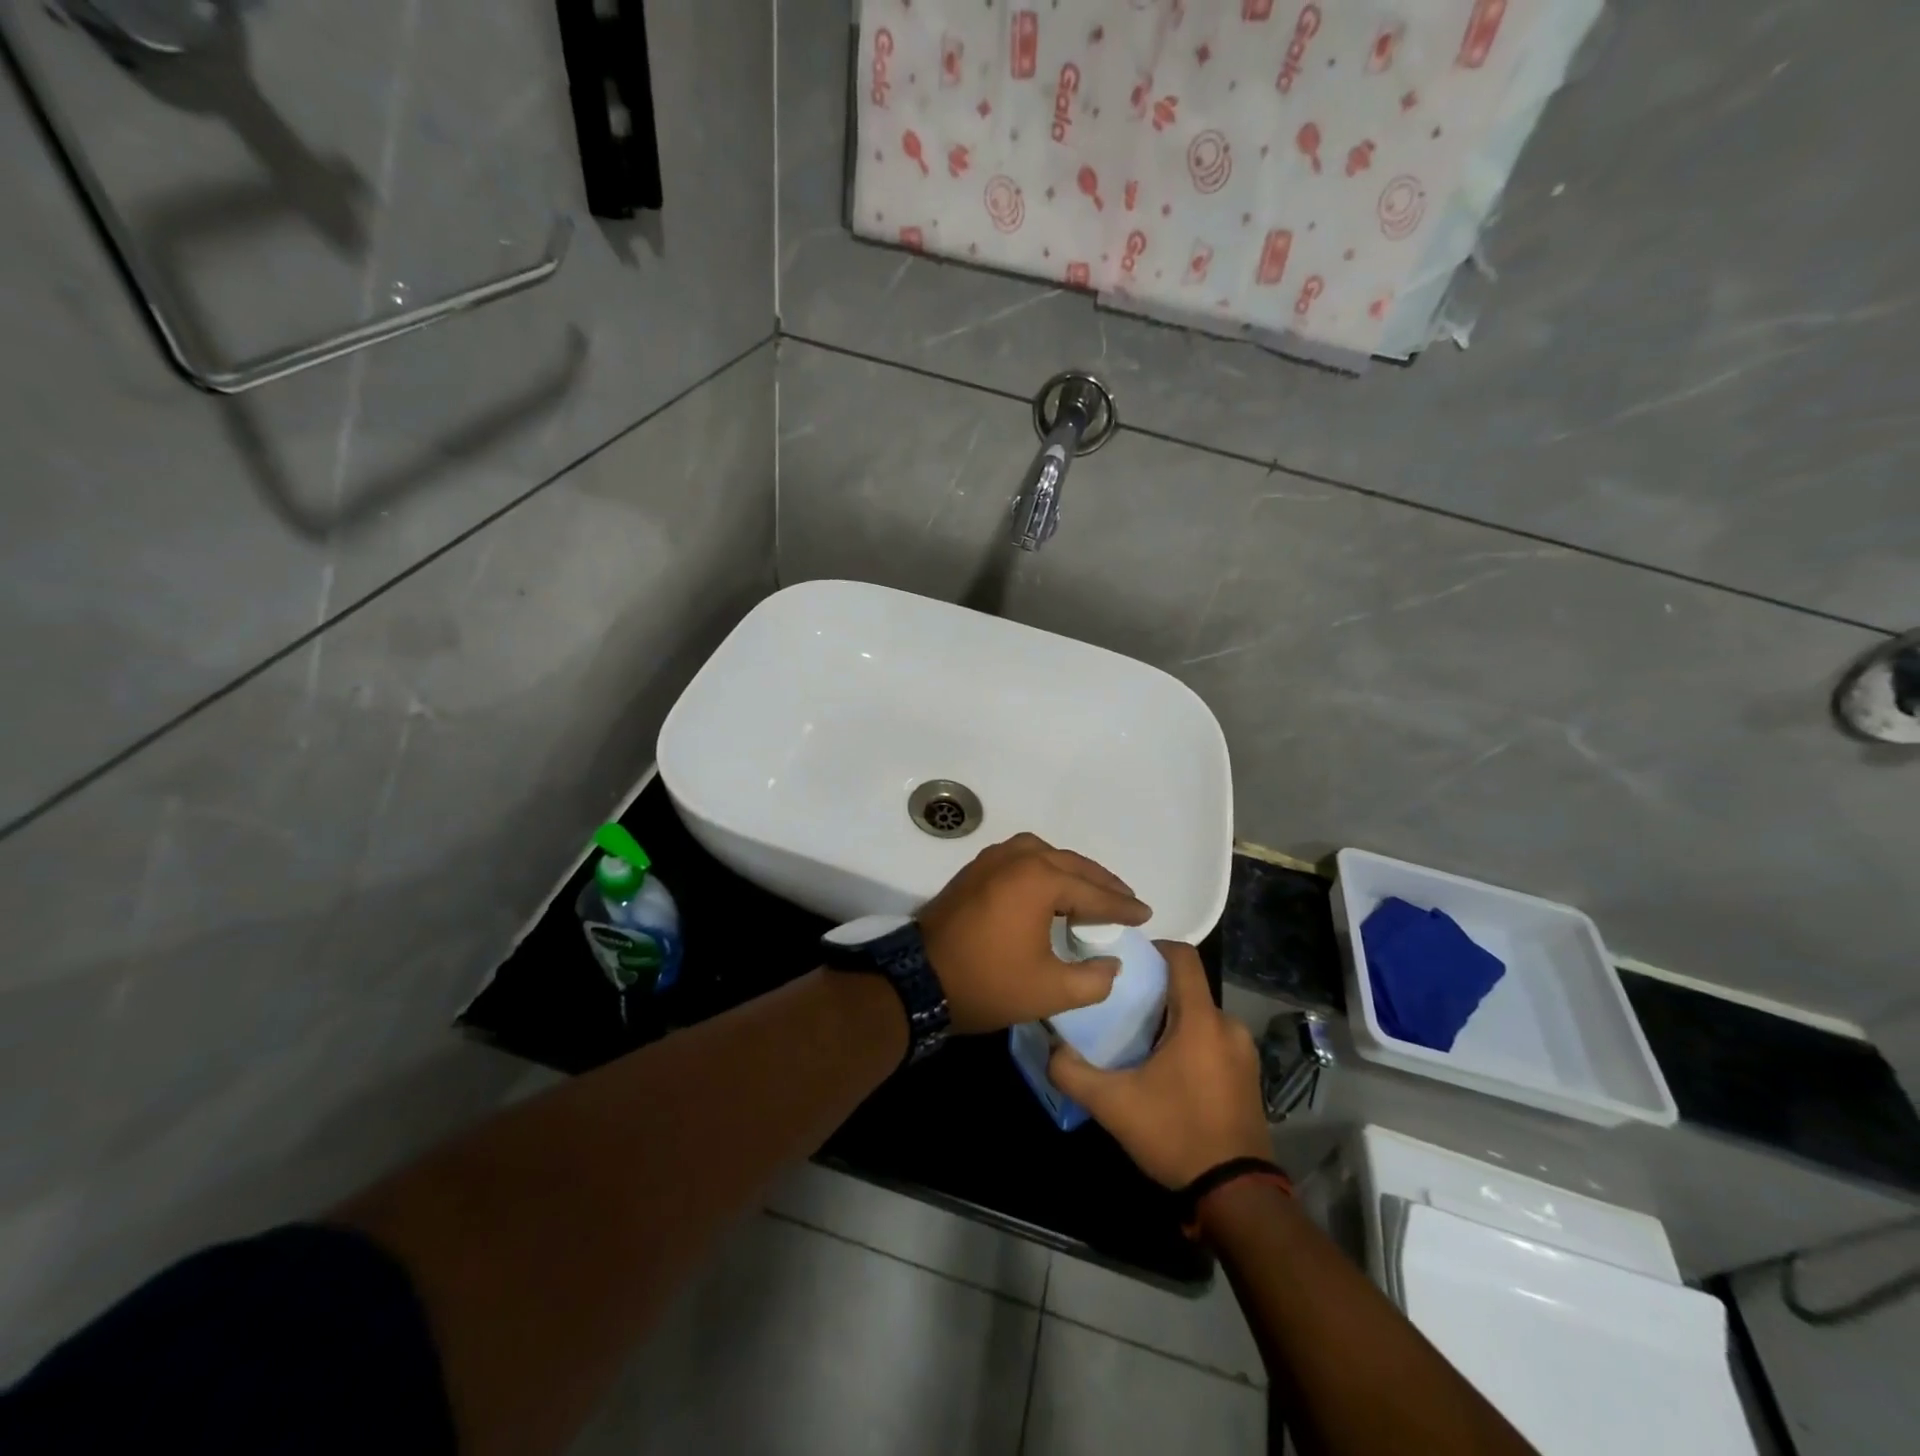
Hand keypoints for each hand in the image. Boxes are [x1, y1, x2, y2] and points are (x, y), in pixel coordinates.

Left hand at [917, 833, 1149, 1034]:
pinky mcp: (974, 870)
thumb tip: (1110, 964)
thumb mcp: (1050, 991)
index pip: (1093, 892)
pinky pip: (1021, 859)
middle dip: (1101, 883)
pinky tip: (1050, 889)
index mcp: (1039, 879)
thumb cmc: (988, 982)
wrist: (918, 978)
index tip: (1145, 916)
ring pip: (1044, 855)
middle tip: (1125, 900)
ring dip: (1071, 871)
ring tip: (1092, 892)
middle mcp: (1017, 857)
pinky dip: (1043, 869)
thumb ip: (1093, 979)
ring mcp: (991, 859)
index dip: (1122, 907)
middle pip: (1071, 864)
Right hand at [1048, 942, 1270, 1188]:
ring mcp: (1243, 1052)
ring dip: (1172, 1020)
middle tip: (1121, 1006)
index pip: (1184, 957)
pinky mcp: (1248, 1075)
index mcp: (1200, 1020)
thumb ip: (1074, 1073)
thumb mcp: (1114, 1106)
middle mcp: (1227, 1026)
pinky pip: (1214, 1040)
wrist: (1236, 1195)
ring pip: (1200, 1016)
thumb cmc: (1176, 1135)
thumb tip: (1052, 1049)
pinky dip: (1190, 1042)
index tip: (1126, 959)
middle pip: (1188, 988)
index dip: (1155, 947)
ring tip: (1139, 1040)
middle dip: (1155, 991)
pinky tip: (1167, 1070)